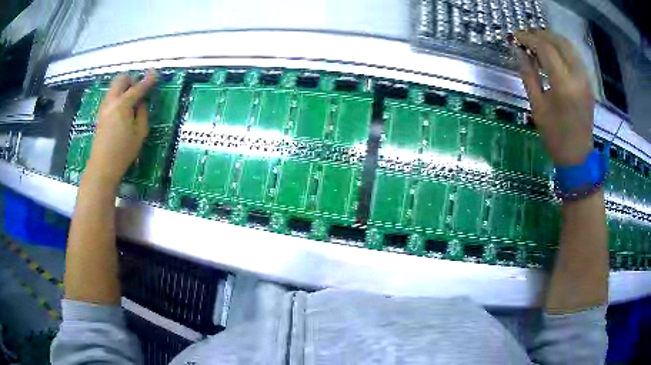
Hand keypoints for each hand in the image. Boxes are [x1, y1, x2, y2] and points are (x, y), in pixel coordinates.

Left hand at [86, 70, 157, 187]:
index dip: (148, 79)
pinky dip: (118, 96)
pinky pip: (110, 97)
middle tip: (139, 89)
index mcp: (123, 104)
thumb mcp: (140, 133)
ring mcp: (104, 107)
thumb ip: (142, 113)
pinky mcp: (100, 114)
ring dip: (123, 88)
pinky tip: (122, 109)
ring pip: (114, 87)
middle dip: (131, 80)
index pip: (138, 87)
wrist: (102, 166)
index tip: (155, 72)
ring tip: (131, 101)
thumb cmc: (123, 151)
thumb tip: (141, 103)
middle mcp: (111, 101)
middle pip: (121, 79)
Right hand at [515, 31, 593, 166]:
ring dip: (552, 40)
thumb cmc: (555, 136)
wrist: (577, 157)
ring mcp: (586, 79)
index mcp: (564, 85)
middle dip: (541, 35)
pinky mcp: (588, 83)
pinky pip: (575, 56)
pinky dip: (562, 49)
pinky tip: (553, 55)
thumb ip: (528, 75)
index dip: (528, 38)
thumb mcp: (537, 106)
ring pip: (569, 46)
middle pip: (559, 41)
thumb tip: (518, 52)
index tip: (516, 36)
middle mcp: (578, 77)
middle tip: (526, 38)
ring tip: (538, 44)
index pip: (545, 48)